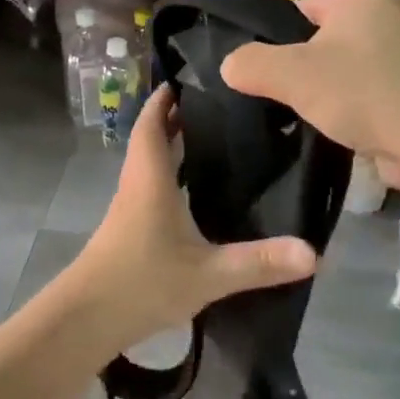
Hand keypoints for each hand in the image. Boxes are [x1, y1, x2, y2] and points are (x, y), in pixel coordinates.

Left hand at [70, 87, 317, 350]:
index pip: (153, 123)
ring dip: (173, 149)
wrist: (85, 320)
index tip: (190, 78)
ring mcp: (129, 210)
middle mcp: (136, 186)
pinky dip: (170, 179)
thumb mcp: (206, 274)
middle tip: (218, 107)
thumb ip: (258, 262)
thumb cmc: (141, 284)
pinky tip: (195, 195)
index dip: (166, 99)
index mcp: (150, 179)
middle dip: (177, 119)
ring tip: (214, 142)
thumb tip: (314, 253)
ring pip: (150, 166)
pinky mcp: (128, 233)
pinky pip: (151, 190)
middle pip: (152, 139)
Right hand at [218, 0, 399, 189]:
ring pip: (339, 64)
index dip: (272, 30)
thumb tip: (230, 65)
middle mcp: (383, 15)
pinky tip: (331, 125)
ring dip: (319, 87)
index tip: (256, 64)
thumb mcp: (292, 74)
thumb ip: (250, 64)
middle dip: (295, 62)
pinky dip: (345, 104)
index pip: (299, 0)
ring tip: (299, 112)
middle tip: (272, 92)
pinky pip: (361, 87)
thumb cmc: (362, 93)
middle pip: (317, 34)